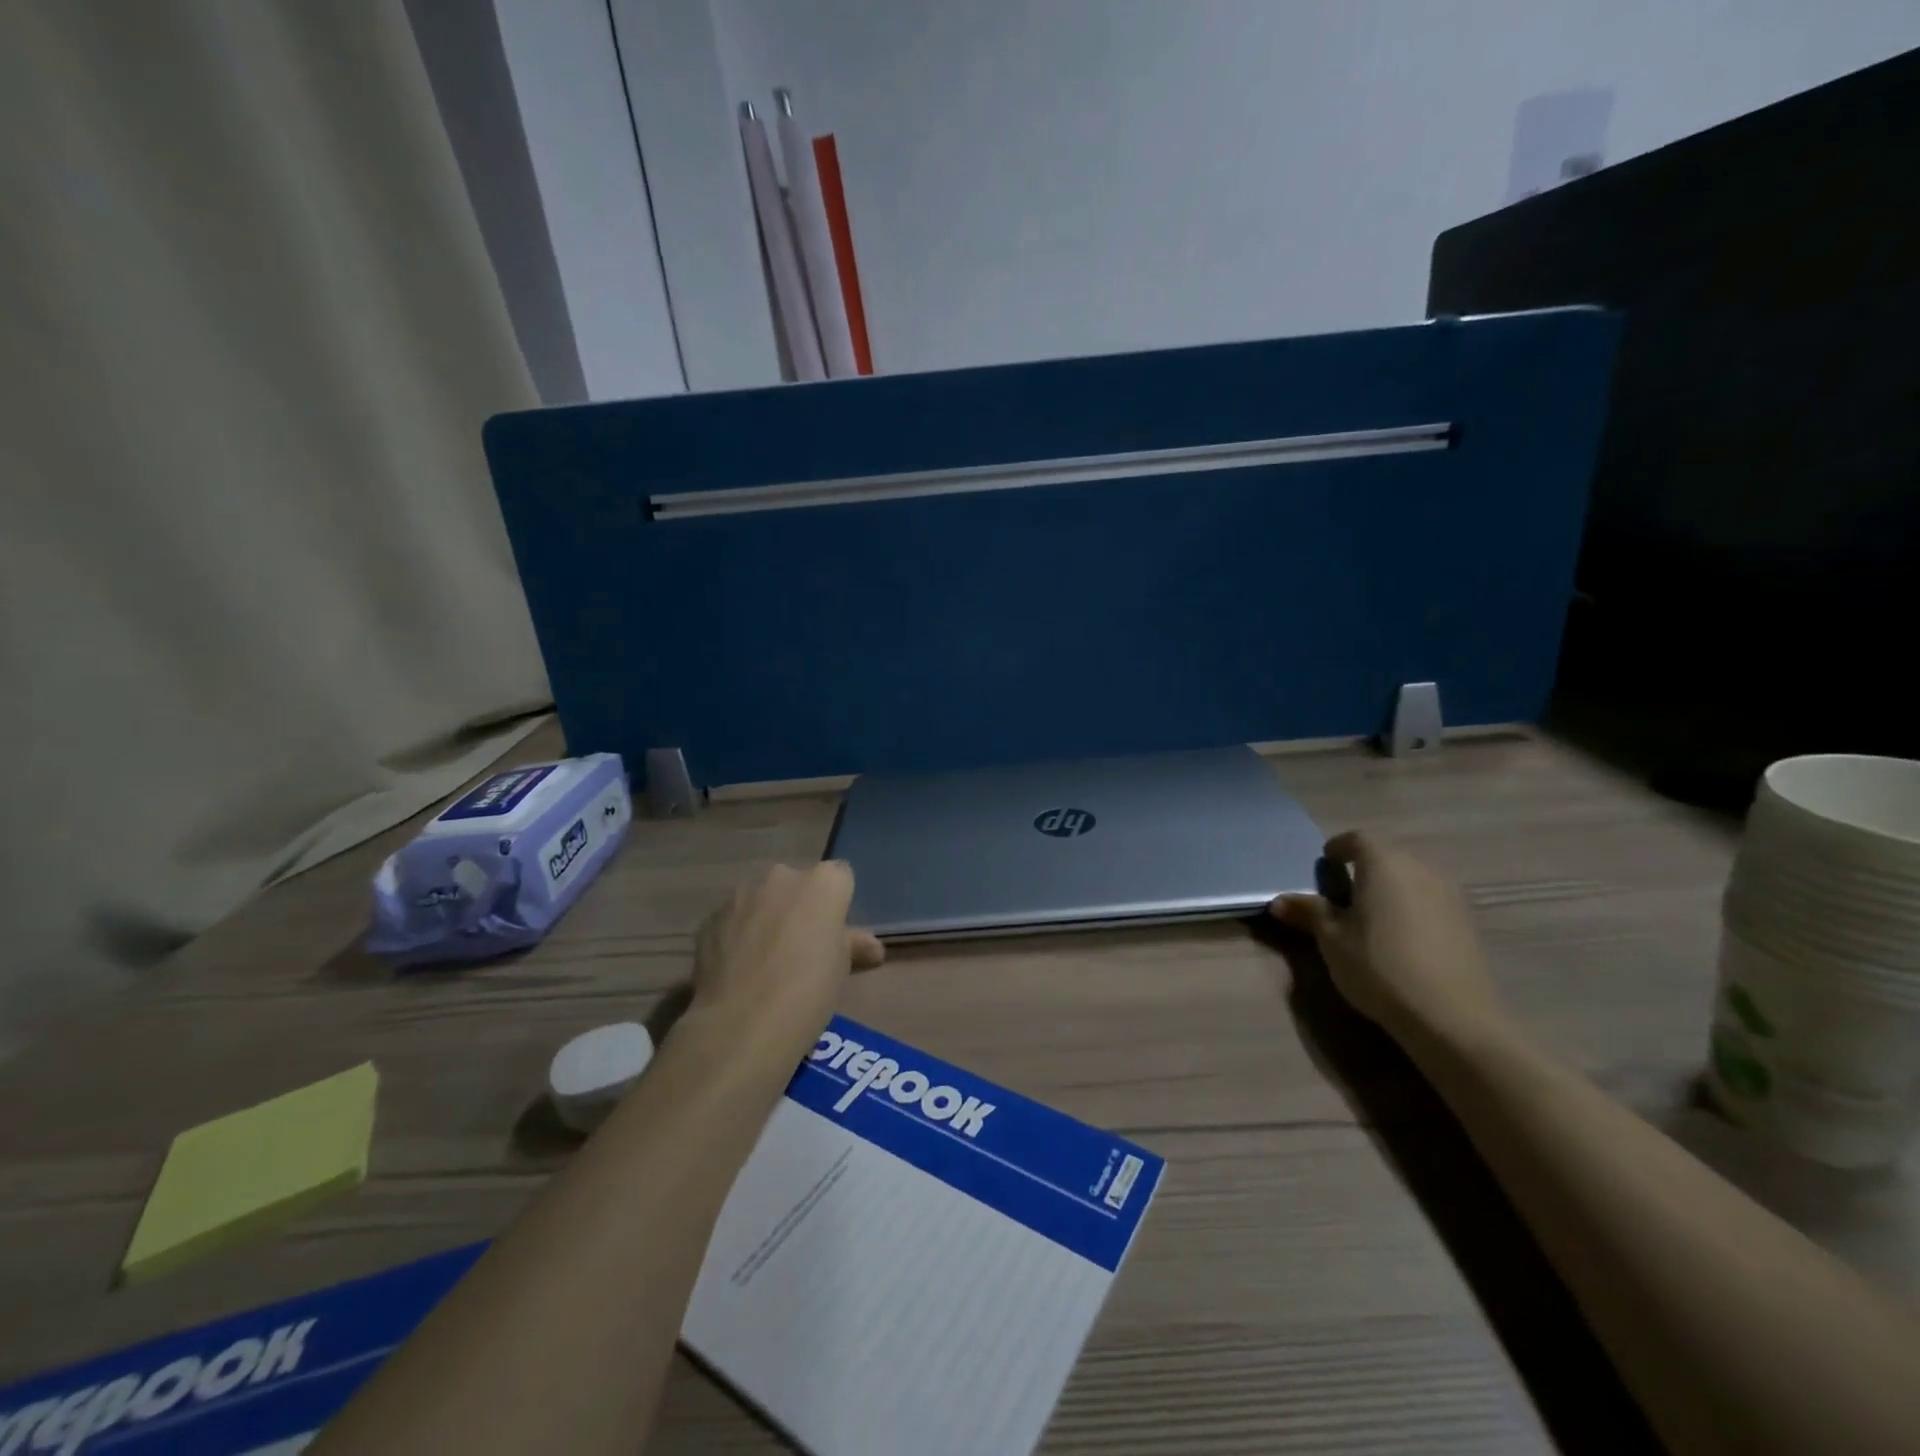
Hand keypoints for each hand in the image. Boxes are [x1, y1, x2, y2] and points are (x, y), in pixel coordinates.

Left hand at [688, 862, 883, 1051]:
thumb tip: (871, 948)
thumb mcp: (842, 968)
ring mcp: (742, 894)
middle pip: (798, 884)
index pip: (840, 877)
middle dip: (800, 907)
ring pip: (762, 899)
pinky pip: (733, 919)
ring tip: (765, 961)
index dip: (838, 904)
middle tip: (801, 947)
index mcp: (823, 883)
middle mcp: (782, 876)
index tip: (834, 933)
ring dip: (766, 918)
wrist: (743, 1022)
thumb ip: (853, 945)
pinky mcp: (710, 918)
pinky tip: (739, 969)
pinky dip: (737, 935)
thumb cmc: (808, 990)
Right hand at [1270, 831, 1502, 1040]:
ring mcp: (1449, 894)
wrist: (1450, 1016)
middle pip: (1387, 855)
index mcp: (1383, 864)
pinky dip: (1411, 906)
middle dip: (1364, 867)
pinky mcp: (1466, 921)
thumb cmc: (1378, 966)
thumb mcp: (1331, 939)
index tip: (1325, 863)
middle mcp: (1419, 868)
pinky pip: (1430, 899)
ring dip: (1390, 887)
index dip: (1338, 847)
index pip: (1357, 839)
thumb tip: (1279, 900)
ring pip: (1411, 877)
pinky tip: (1402, 936)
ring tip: (1372, 914)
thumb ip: (1308, 912)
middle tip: (1344, 891)